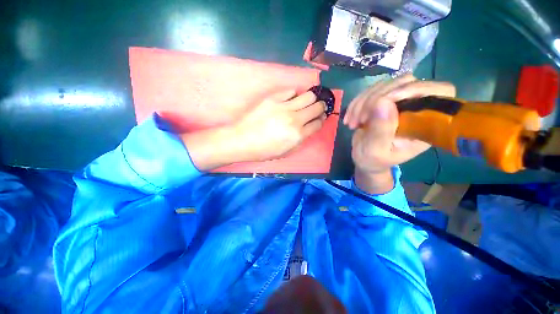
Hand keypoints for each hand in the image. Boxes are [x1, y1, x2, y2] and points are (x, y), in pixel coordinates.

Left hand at [181, 90, 325, 169]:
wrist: (242, 140)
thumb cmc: (264, 150)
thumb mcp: (286, 151)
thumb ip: (301, 139)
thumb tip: (309, 127)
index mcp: (298, 135)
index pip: (318, 123)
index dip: (321, 120)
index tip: (320, 118)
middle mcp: (295, 119)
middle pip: (317, 107)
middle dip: (321, 107)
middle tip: (319, 107)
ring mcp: (284, 107)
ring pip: (308, 96)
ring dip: (311, 98)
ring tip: (308, 101)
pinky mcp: (273, 98)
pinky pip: (291, 91)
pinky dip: (294, 95)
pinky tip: (291, 99)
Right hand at [344, 74, 455, 192]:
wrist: (364, 158)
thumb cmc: (373, 160)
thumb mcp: (374, 151)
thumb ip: (381, 131)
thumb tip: (383, 103)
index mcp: (426, 124)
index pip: (439, 92)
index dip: (416, 89)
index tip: (384, 101)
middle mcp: (418, 108)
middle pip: (407, 82)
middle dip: (376, 98)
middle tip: (359, 119)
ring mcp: (401, 101)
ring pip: (387, 84)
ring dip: (363, 101)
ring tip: (353, 120)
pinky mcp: (385, 100)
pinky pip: (372, 89)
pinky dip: (358, 101)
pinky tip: (350, 116)